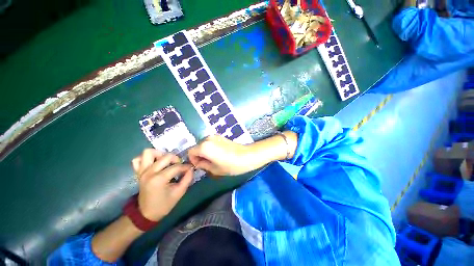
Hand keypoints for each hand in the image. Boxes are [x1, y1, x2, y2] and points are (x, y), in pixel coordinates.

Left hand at [131, 149, 193, 221]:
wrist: (146, 213)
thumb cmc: (164, 204)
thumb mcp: (179, 193)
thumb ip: (187, 179)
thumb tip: (191, 169)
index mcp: (159, 179)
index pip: (176, 167)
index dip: (186, 167)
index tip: (190, 168)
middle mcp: (149, 172)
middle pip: (165, 157)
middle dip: (176, 159)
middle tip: (179, 165)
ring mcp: (142, 171)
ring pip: (149, 153)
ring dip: (160, 154)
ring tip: (166, 161)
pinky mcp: (138, 172)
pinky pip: (138, 159)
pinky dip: (146, 158)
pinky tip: (154, 163)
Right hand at [187, 135, 252, 175]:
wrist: (247, 156)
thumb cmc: (231, 165)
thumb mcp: (215, 169)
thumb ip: (203, 165)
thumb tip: (198, 163)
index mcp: (204, 146)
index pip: (190, 152)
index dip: (193, 160)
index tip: (201, 166)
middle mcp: (207, 138)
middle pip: (197, 147)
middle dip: (199, 156)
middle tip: (208, 164)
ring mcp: (214, 136)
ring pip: (204, 145)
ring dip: (205, 152)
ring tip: (215, 159)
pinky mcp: (220, 136)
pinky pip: (211, 142)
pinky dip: (211, 148)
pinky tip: (219, 154)